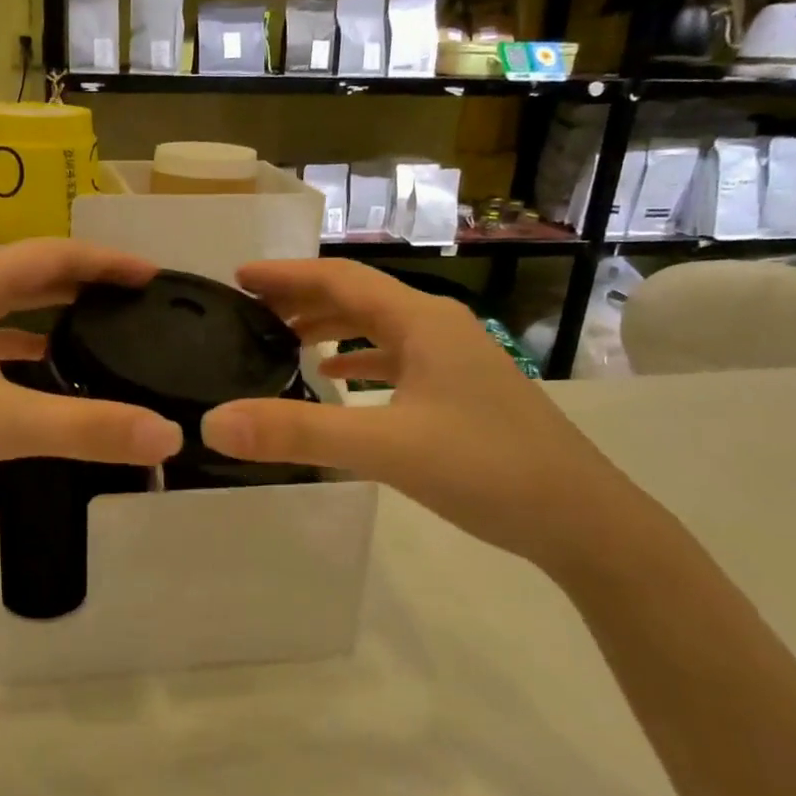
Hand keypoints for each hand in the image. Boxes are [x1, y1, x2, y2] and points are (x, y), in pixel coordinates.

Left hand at [0, 240, 184, 518]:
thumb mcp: (2, 423)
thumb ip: (87, 428)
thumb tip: (168, 435)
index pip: (54, 255)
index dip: (107, 261)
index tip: (153, 274)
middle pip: (28, 275)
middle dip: (82, 285)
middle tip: (133, 301)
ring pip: (2, 308)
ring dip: (48, 315)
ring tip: (97, 331)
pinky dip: (17, 347)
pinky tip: (39, 373)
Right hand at [200, 260, 646, 571]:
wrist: (582, 520)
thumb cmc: (486, 468)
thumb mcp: (385, 448)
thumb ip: (297, 433)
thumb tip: (214, 422)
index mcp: (422, 322)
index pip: (341, 279)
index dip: (287, 275)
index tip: (239, 277)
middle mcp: (439, 328)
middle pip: (359, 298)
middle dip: (303, 299)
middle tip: (250, 311)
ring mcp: (455, 360)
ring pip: (379, 329)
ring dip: (330, 328)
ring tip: (282, 341)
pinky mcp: (461, 392)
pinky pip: (396, 360)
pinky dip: (359, 361)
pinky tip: (337, 381)